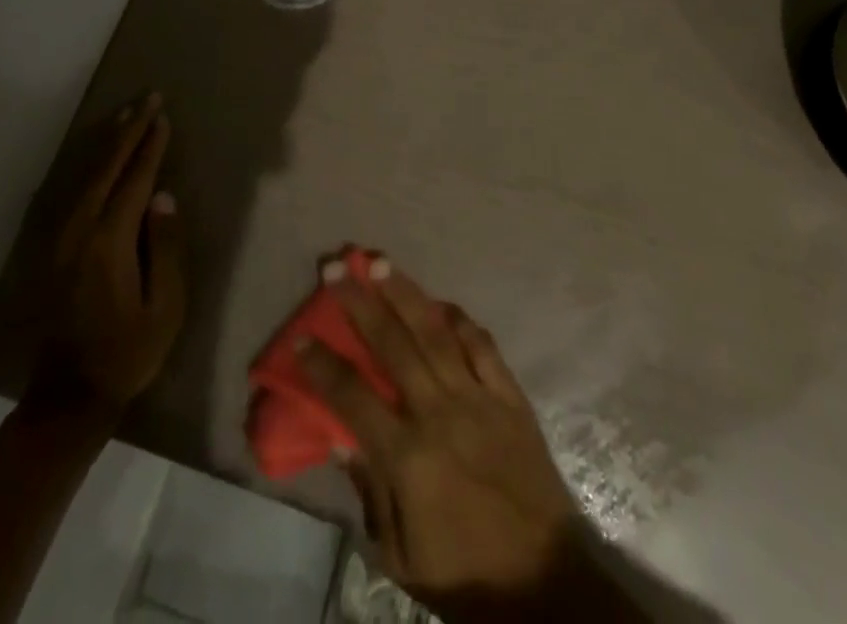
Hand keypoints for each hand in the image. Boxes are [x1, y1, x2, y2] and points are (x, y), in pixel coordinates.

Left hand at [27, 94, 184, 417]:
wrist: (69, 398)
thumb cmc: (128, 353)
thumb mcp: (165, 307)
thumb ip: (166, 248)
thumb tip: (164, 197)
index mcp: (109, 243)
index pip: (134, 181)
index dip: (150, 147)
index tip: (164, 117)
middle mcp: (80, 232)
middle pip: (106, 169)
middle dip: (128, 131)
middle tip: (148, 99)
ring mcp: (61, 240)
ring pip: (86, 176)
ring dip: (107, 143)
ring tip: (126, 116)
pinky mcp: (53, 249)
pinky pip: (74, 192)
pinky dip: (90, 166)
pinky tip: (98, 156)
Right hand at [298, 258, 593, 622]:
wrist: (544, 584)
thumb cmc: (463, 575)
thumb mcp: (400, 555)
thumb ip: (370, 491)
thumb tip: (339, 437)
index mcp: (408, 458)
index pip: (353, 397)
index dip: (323, 365)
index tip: (301, 335)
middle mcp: (440, 414)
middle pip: (392, 345)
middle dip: (360, 302)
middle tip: (337, 268)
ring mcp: (479, 399)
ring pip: (435, 332)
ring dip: (405, 294)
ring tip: (380, 263)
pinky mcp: (510, 397)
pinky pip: (483, 346)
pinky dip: (460, 320)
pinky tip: (441, 303)